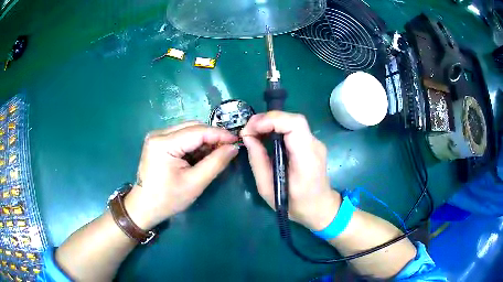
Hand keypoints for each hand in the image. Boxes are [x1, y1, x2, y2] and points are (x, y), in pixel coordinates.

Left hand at [124, 122, 238, 229]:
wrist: (145, 207)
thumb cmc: (168, 199)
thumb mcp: (195, 183)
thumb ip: (216, 163)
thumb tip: (234, 147)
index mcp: (163, 143)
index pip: (197, 131)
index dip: (219, 134)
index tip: (237, 140)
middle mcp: (158, 134)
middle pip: (192, 127)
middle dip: (212, 137)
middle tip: (228, 148)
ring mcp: (157, 136)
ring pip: (188, 131)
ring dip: (204, 141)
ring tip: (217, 153)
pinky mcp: (158, 142)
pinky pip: (181, 137)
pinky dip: (194, 144)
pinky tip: (202, 155)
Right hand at [241, 111, 340, 230]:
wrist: (319, 207)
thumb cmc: (294, 204)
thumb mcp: (267, 188)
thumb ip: (257, 161)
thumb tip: (247, 137)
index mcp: (307, 159)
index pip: (296, 125)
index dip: (272, 120)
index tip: (251, 129)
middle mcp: (314, 146)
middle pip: (293, 120)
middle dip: (267, 120)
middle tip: (248, 130)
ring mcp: (315, 143)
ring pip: (292, 122)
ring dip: (271, 122)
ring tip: (253, 133)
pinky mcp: (311, 143)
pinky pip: (294, 129)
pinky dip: (277, 128)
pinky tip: (265, 137)